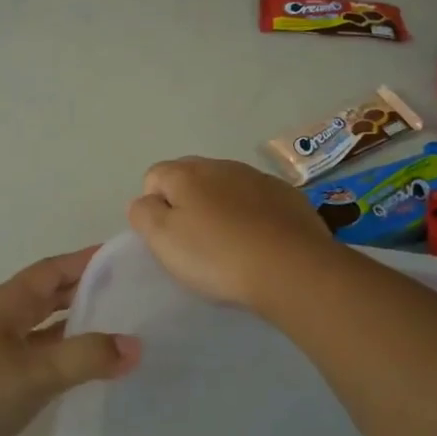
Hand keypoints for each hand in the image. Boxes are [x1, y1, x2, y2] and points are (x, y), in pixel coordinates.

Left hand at [0, 248, 140, 435]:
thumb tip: (135, 346)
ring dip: (71, 323)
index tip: (122, 256)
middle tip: (127, 293)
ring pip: (39, 324)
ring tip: (111, 329)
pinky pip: (31, 350)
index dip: (87, 260)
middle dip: (84, 289)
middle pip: (47, 293)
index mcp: (9, 301)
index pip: (55, 269)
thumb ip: (85, 358)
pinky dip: (56, 352)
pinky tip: (73, 369)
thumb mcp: (35, 373)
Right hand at [126, 156, 343, 309]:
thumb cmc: (218, 256)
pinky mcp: (288, 196)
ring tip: (229, 246)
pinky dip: (252, 216)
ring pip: (226, 188)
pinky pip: (258, 201)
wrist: (293, 269)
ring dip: (221, 209)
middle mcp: (222, 165)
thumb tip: (145, 201)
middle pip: (191, 178)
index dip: (154, 207)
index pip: (154, 177)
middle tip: (195, 243)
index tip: (168, 239)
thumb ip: (143, 214)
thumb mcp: (163, 239)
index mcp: (186, 173)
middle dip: (187, 204)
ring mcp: (258, 178)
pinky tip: (259, 244)